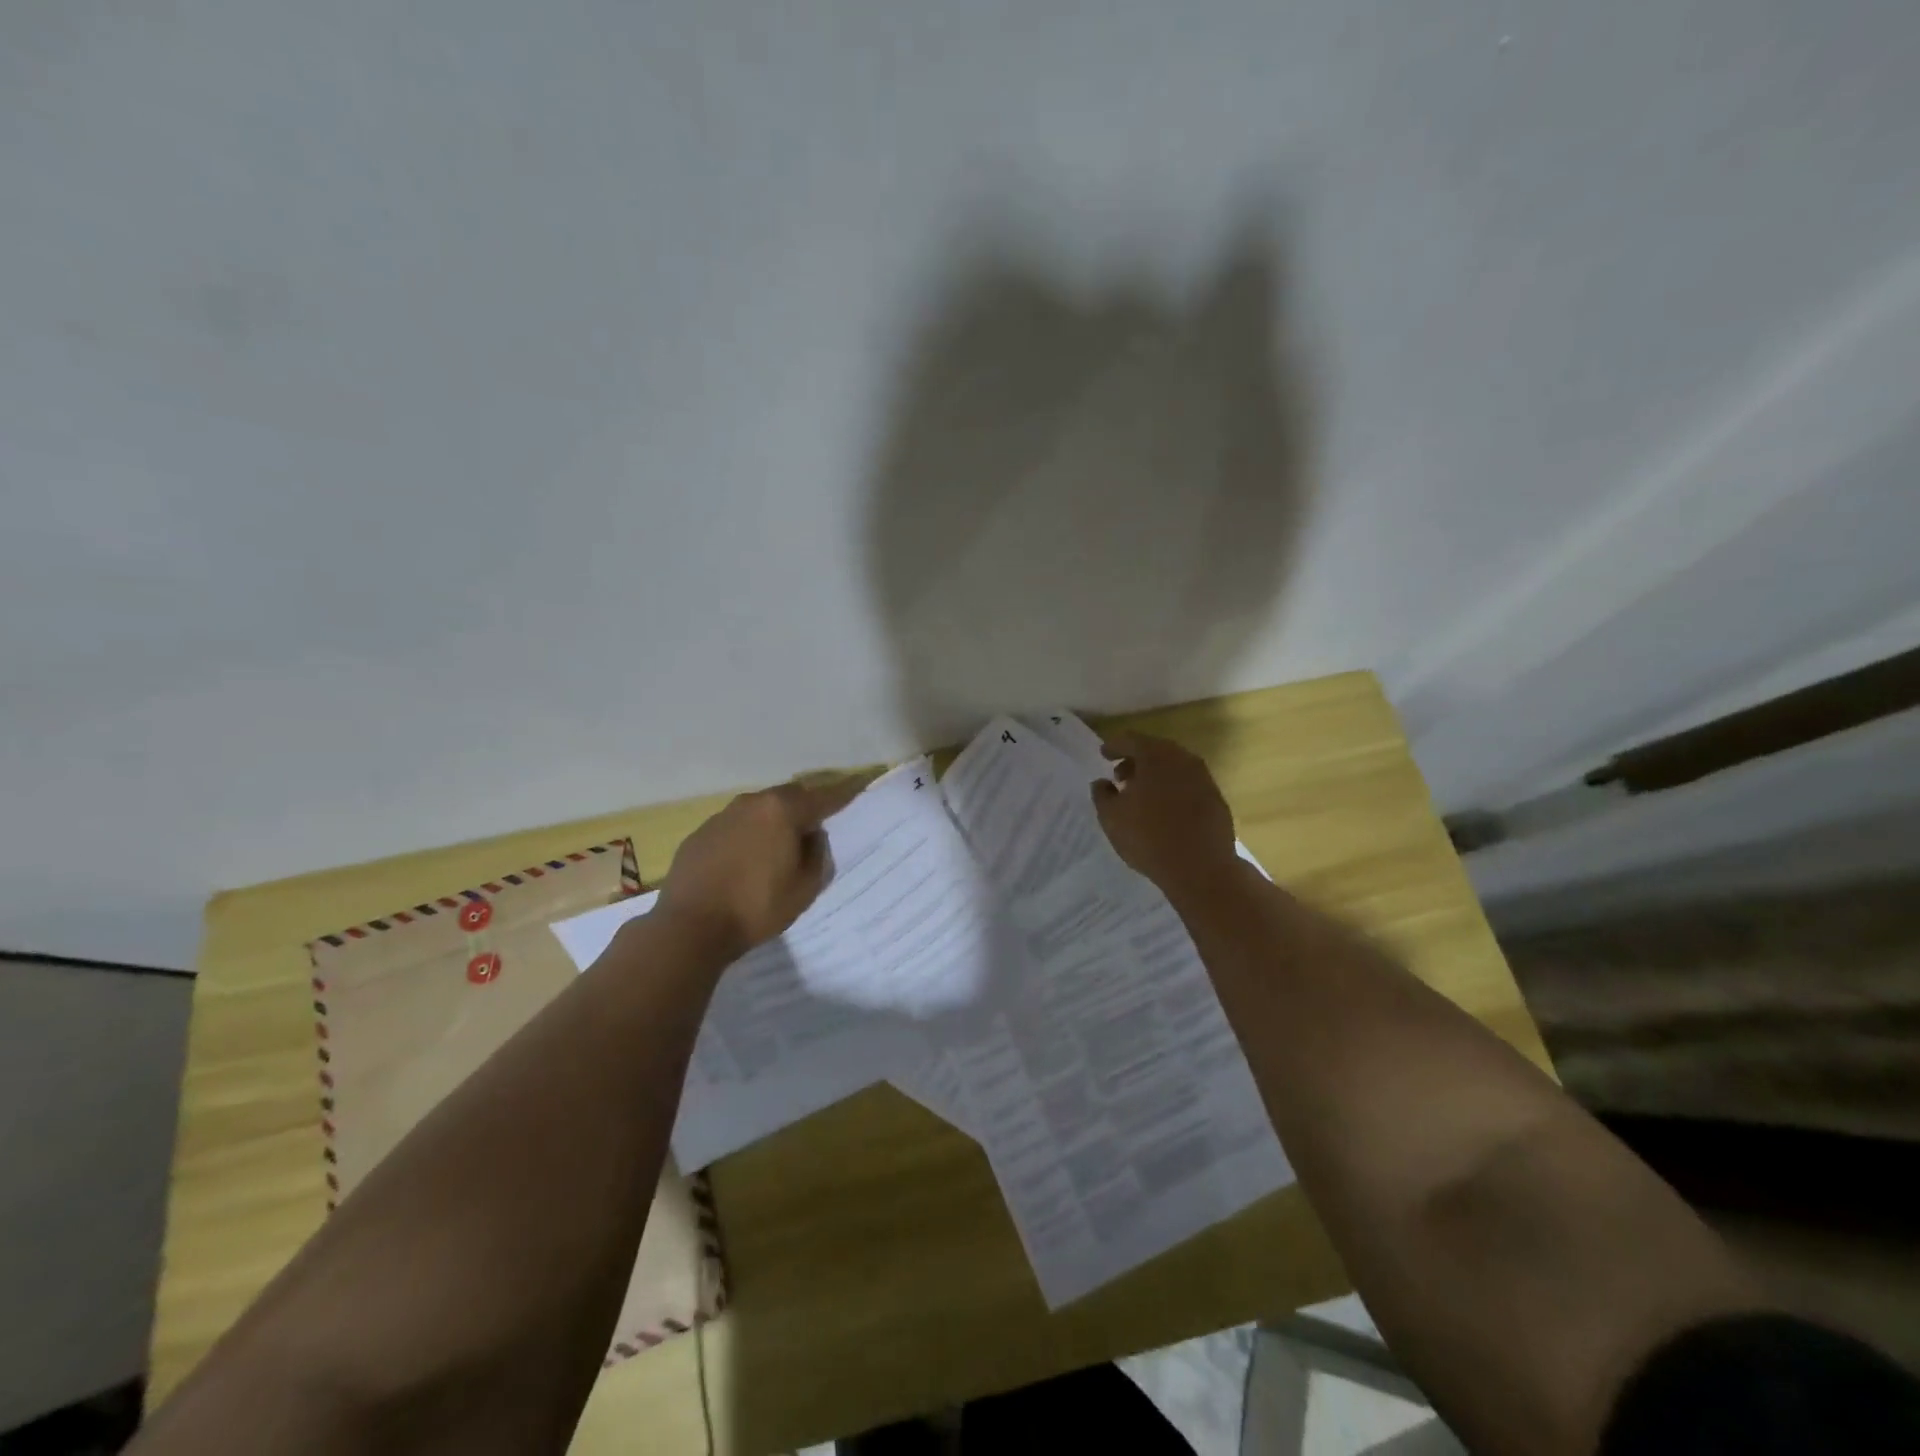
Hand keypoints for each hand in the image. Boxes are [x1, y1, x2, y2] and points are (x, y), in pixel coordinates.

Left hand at [656, 778, 863, 959]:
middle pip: (788, 797)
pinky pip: (734, 828)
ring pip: (758, 811)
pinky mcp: (699, 835)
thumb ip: (817, 854)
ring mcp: (721, 817)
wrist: (690, 927)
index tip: (859, 786)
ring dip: (772, 823)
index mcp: (782, 810)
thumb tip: (812, 836)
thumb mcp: (805, 887)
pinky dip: (746, 837)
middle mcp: (751, 803)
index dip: (844, 793)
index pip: (823, 797)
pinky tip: (744, 863)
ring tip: (777, 850)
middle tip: (814, 830)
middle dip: (804, 808)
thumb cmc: (757, 907)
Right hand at [1092, 731, 1239, 900]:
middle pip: (1154, 750)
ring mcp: (1203, 778)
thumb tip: (1103, 783)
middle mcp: (1182, 759)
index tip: (1103, 754)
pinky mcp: (1216, 798)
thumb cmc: (1148, 837)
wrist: (1201, 868)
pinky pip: (1188, 784)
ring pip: (1173, 767)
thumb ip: (1102, 794)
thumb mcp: (1111, 817)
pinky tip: (1164, 809)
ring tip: (1141, 795)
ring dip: (1155, 775)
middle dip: (1136, 761)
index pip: (1130, 740)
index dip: (1114, 746)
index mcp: (1155, 756)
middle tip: (1121, 777)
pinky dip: (1173, 789)